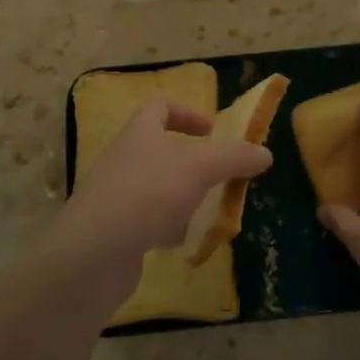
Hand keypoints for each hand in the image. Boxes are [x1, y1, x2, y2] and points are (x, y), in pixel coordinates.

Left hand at [46, 98, 270, 290]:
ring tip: (209, 211)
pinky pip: (148, 221)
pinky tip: (186, 241)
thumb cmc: (148, 193)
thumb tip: (265, 154)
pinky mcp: (116, 231)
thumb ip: (234, 157)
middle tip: (220, 176)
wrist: (94, 253)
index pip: (159, 106)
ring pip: (157, 187)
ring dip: (184, 196)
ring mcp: (117, 196)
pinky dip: (169, 228)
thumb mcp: (200, 167)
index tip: (212, 131)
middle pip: (160, 149)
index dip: (187, 113)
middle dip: (193, 162)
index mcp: (139, 132)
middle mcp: (124, 159)